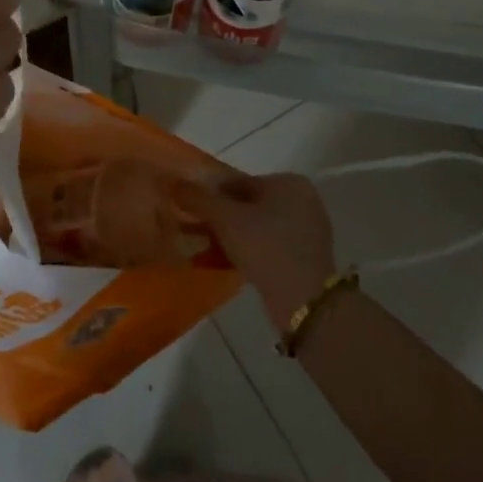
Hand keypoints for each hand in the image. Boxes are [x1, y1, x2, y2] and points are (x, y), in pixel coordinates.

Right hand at [180, 174, 336, 328]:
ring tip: (209, 251)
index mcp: (289, 182)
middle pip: (249, 204)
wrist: (305, 300)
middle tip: (198, 232)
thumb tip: (174, 183)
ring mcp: (308, 229)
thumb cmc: (265, 247)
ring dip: (233, 237)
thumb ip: (198, 198)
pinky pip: (270, 246)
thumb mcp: (225, 219)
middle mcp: (303, 200)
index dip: (211, 195)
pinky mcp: (307, 257)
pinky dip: (250, 251)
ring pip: (258, 226)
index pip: (239, 182)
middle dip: (222, 218)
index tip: (192, 212)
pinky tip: (231, 264)